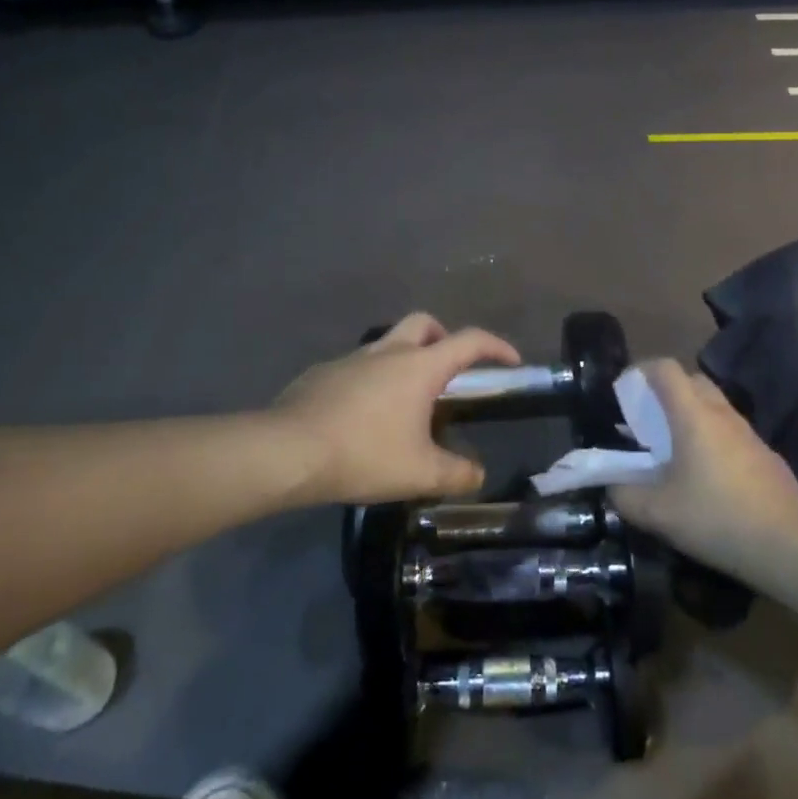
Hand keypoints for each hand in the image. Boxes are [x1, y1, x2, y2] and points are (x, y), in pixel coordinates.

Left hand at [272, 312, 520, 505]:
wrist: (287, 451)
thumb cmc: (363, 454)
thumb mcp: (420, 474)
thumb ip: (457, 474)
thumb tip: (477, 474)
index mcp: (419, 367)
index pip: (469, 341)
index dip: (496, 346)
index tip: (510, 361)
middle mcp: (388, 352)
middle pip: (425, 323)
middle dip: (444, 338)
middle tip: (449, 372)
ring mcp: (351, 359)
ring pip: (387, 343)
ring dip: (404, 360)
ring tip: (405, 403)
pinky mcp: (323, 373)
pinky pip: (357, 367)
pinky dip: (371, 380)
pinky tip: (363, 416)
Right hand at [611, 360, 797, 584]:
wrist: (789, 546)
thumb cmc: (716, 518)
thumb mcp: (658, 513)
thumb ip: (626, 495)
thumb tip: (613, 486)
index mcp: (693, 415)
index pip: (666, 369)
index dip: (641, 370)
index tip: (625, 390)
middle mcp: (722, 414)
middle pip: (692, 381)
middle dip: (667, 391)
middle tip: (648, 420)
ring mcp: (749, 433)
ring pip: (714, 406)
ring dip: (691, 415)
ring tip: (673, 449)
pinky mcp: (766, 455)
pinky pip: (731, 432)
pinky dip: (713, 439)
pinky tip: (707, 476)